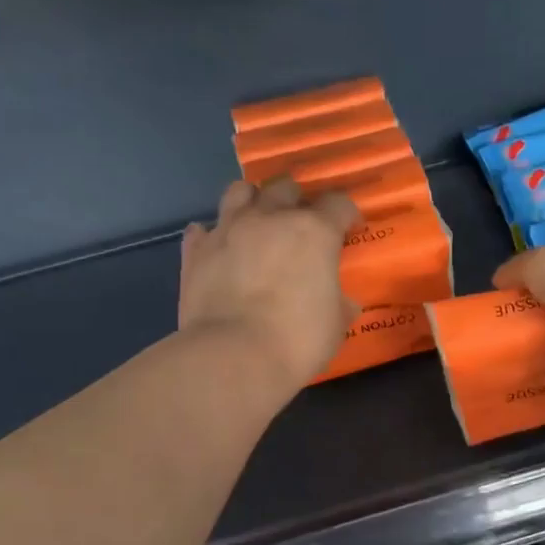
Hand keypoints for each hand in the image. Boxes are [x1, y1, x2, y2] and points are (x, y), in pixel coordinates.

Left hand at [180, 179, 358, 396]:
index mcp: (314, 232)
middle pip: (285, 187)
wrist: (233, 356)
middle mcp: (270, 218)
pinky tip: (218, 249)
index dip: (345, 214)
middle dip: (295, 200)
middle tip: (299, 223)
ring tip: (256, 221)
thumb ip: (338, 303)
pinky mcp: (196, 250)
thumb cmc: (296, 341)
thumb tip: (342, 302)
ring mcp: (228, 230)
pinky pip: (202, 230)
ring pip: (239, 191)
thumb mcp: (335, 325)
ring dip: (251, 201)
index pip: (338, 204)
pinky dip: (211, 236)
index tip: (348, 228)